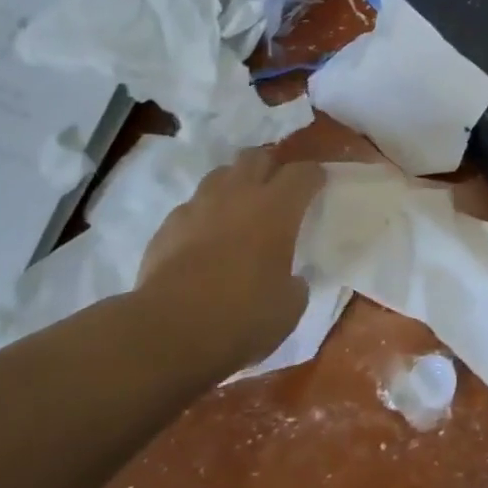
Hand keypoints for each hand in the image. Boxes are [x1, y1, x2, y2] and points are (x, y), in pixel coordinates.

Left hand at [136, 151, 322, 371]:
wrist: (168, 331)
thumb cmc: (241, 317)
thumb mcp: (288, 308)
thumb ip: (295, 284)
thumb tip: (292, 279)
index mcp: (276, 208)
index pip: (302, 172)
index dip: (313, 176)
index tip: (318, 185)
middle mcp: (238, 194)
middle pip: (257, 156)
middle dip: (270, 167)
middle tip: (277, 190)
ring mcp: (198, 206)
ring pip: (221, 174)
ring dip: (235, 184)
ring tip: (240, 208)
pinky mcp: (168, 225)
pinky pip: (192, 206)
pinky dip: (204, 214)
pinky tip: (204, 238)